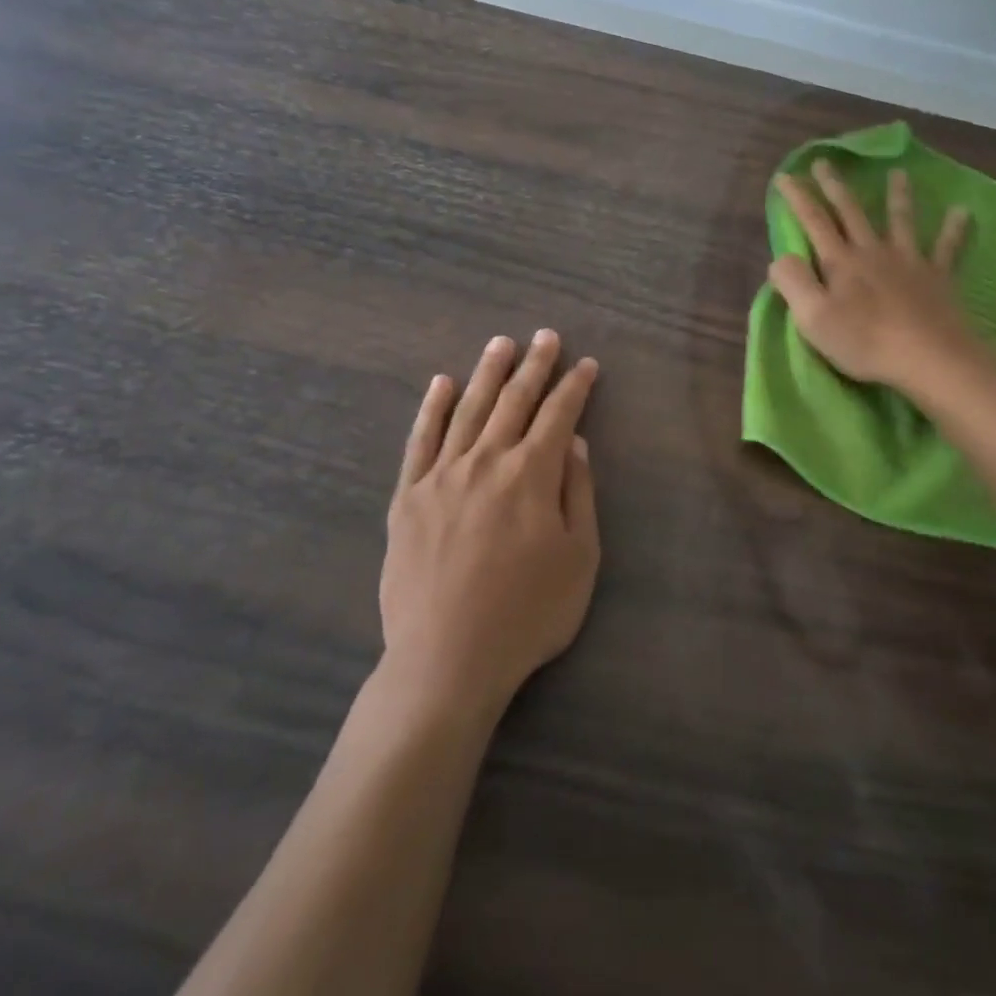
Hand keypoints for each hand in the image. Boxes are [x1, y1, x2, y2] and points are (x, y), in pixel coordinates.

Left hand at [380, 331, 601, 716]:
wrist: (447, 659)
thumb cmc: (528, 614)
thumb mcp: (580, 558)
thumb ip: (578, 493)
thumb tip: (573, 442)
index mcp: (532, 474)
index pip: (559, 415)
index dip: (575, 386)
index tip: (587, 364)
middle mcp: (487, 461)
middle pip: (514, 400)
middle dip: (535, 365)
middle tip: (546, 336)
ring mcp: (442, 476)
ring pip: (468, 409)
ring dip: (487, 373)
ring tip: (500, 343)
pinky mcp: (408, 497)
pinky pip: (420, 440)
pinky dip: (432, 409)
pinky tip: (441, 384)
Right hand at [769, 161, 974, 390]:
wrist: (927, 356)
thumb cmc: (864, 341)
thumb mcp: (813, 319)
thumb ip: (793, 283)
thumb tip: (780, 258)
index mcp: (841, 262)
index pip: (814, 222)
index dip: (798, 198)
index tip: (785, 175)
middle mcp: (873, 252)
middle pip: (852, 212)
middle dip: (835, 186)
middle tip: (825, 162)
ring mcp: (908, 261)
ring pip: (901, 221)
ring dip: (898, 195)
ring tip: (898, 172)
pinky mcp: (937, 277)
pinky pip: (947, 248)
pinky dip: (954, 229)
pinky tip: (962, 211)